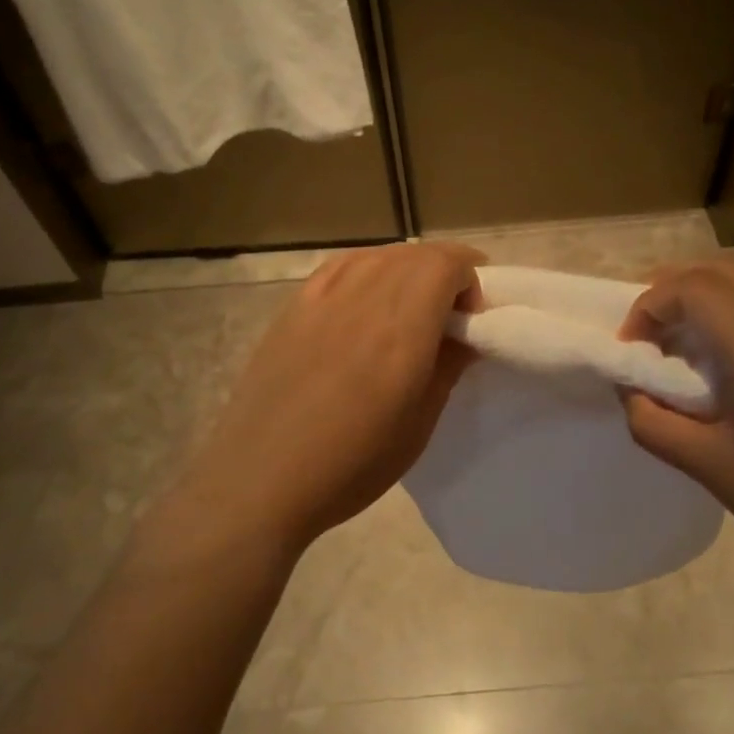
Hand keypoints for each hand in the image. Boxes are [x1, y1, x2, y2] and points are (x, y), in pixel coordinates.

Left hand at [176, 243, 482, 555]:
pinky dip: (368, 271)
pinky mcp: (293, 307)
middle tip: (449, 315)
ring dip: (407, 270)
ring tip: (409, 308)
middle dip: (444, 272)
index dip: (471, 278)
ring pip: (379, 256)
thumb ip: (448, 367)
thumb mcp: (419, 425)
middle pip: (415, 254)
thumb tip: (465, 334)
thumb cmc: (351, 464)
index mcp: (402, 328)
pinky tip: (366, 300)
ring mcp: (322, 297)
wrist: (262, 479)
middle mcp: (363, 297)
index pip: (446, 264)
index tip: (472, 319)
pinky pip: (341, 267)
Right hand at [619, 261, 733, 599]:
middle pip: (722, 270)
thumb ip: (654, 422)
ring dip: (709, 296)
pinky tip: (733, 358)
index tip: (631, 349)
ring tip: (685, 345)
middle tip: (649, 336)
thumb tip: (631, 390)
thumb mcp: (712, 469)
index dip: (649, 306)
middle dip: (674, 291)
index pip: (692, 288)